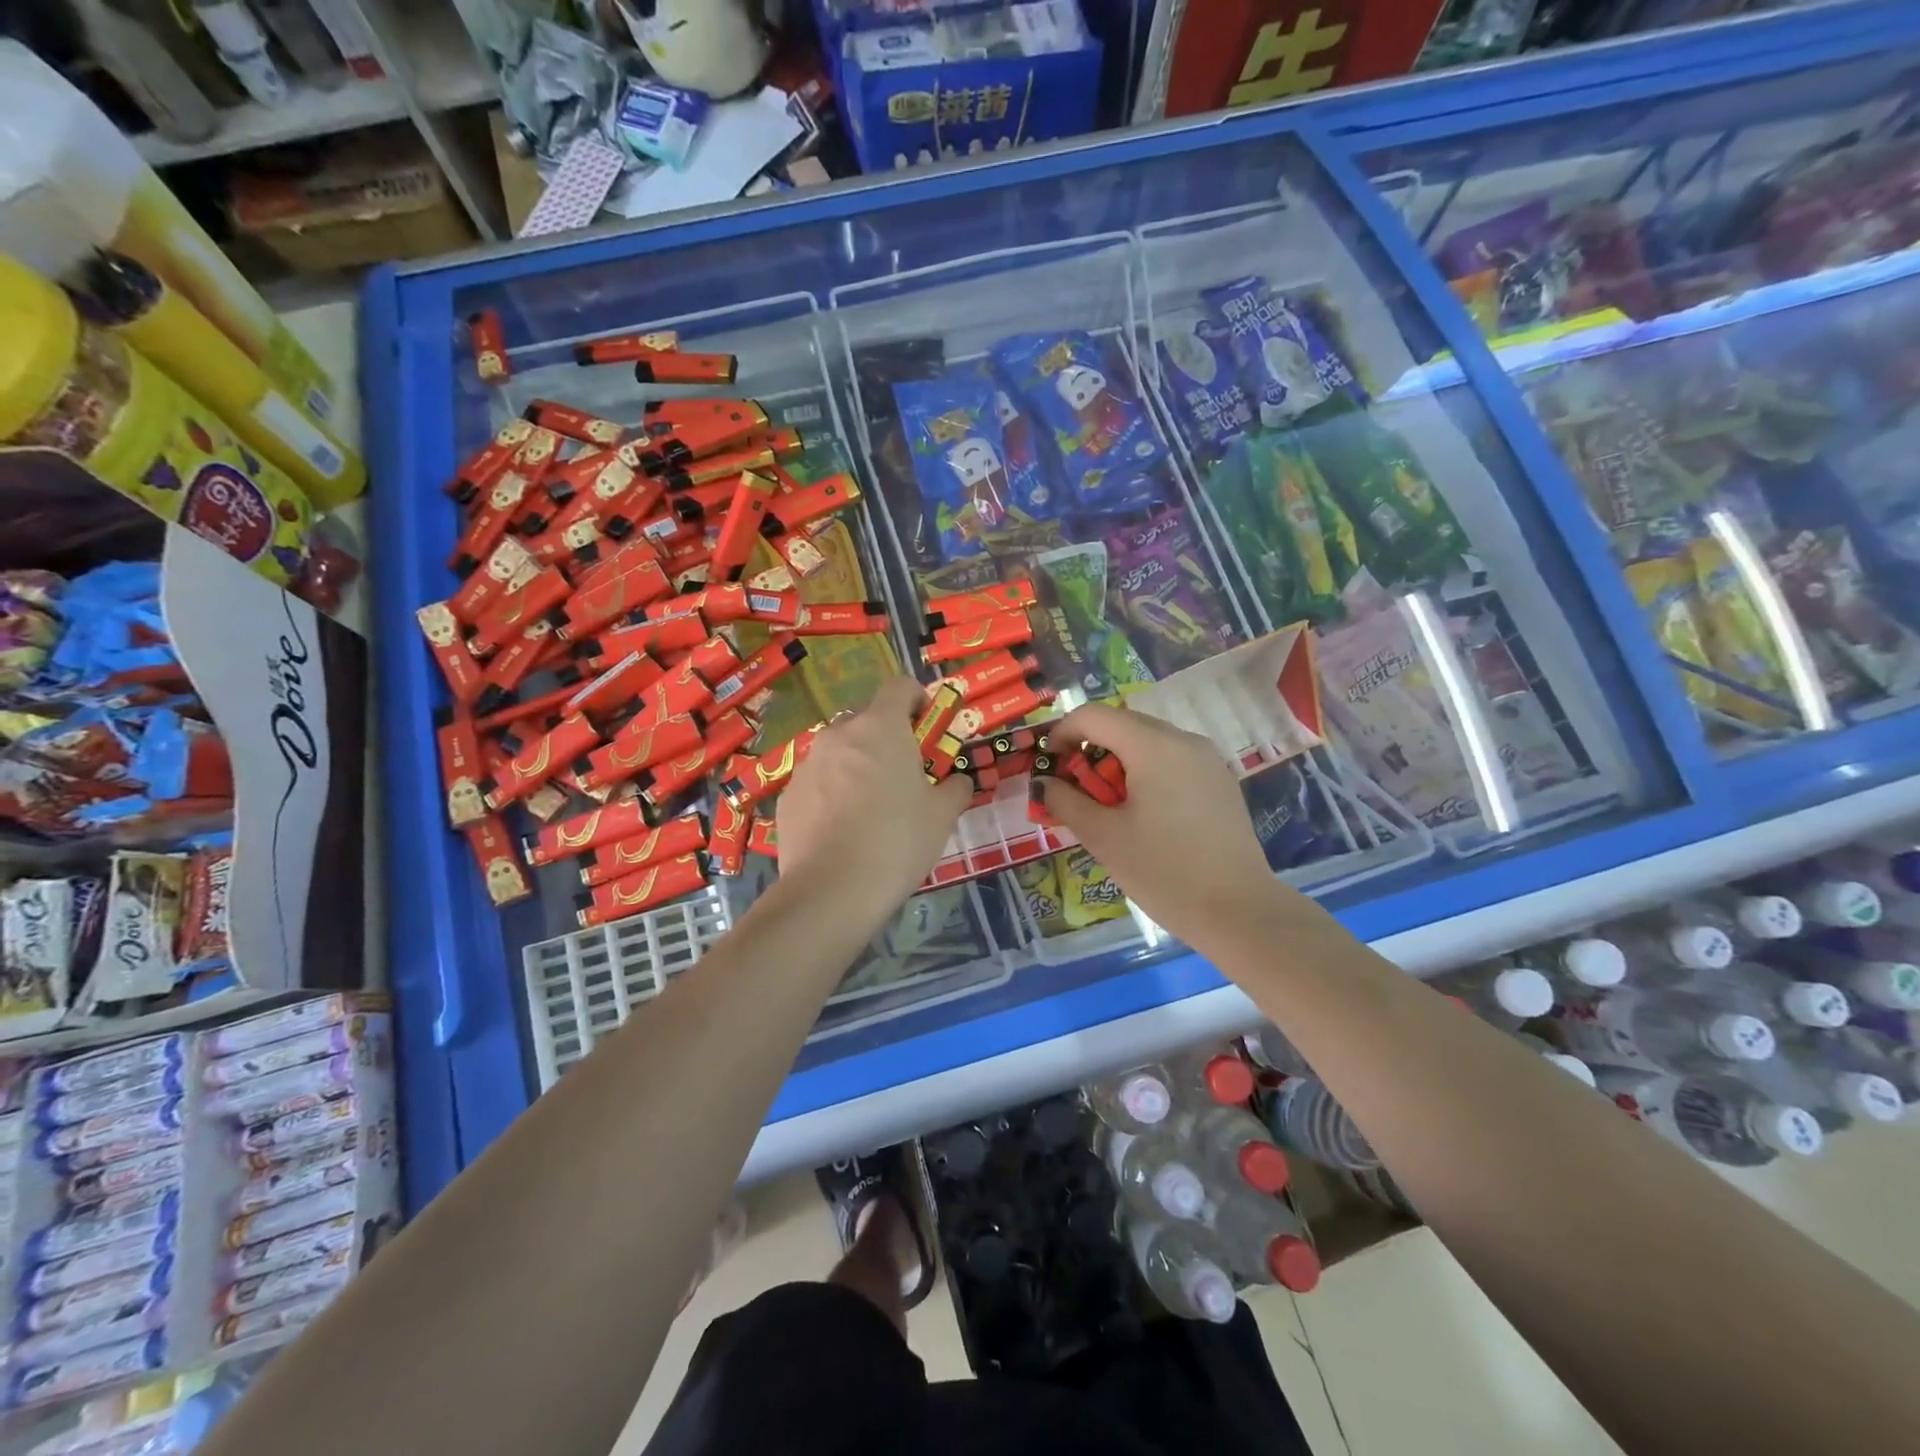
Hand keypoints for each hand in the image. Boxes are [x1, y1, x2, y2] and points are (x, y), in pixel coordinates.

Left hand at [776, 677, 970, 918]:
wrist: (832, 889)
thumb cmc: (897, 841)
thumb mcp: (941, 815)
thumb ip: (954, 788)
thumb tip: (958, 781)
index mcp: (881, 727)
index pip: (899, 686)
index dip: (917, 699)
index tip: (927, 726)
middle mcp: (840, 734)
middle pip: (867, 719)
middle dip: (886, 738)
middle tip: (903, 774)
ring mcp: (808, 763)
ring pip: (839, 751)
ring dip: (857, 765)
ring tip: (870, 807)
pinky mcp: (788, 794)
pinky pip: (818, 781)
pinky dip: (832, 792)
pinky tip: (842, 830)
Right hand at [1040, 704, 1305, 953]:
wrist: (1238, 911)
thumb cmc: (1163, 871)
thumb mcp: (1103, 837)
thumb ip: (1066, 801)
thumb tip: (1044, 783)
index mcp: (1153, 746)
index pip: (1094, 716)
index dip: (1061, 732)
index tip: (1048, 765)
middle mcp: (1184, 740)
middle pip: (1123, 724)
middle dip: (1089, 748)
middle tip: (1073, 788)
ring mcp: (1207, 759)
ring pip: (1149, 742)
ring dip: (1118, 761)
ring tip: (1106, 804)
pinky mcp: (1220, 781)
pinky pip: (1173, 760)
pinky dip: (1146, 772)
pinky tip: (1143, 812)